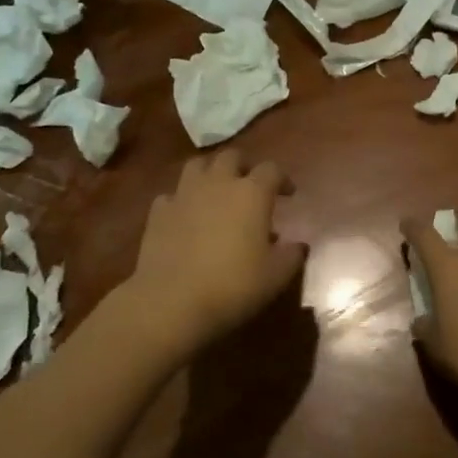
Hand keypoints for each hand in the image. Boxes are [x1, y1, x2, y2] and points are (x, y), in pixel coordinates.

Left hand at [125, 150, 307, 355]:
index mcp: (251, 193)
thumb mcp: (275, 276)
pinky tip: (186, 216)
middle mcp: (218, 183)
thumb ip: (291, 256)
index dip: (282, 178)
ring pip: (198, 165)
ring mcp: (184, 194)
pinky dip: (182, 200)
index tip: (288, 193)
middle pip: (232, 157)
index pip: (272, 170)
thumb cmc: (232, 286)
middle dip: (244, 166)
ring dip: (210, 172)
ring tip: (216, 191)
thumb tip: (298, 246)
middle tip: (250, 185)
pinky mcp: (158, 212)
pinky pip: (172, 195)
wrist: (171, 301)